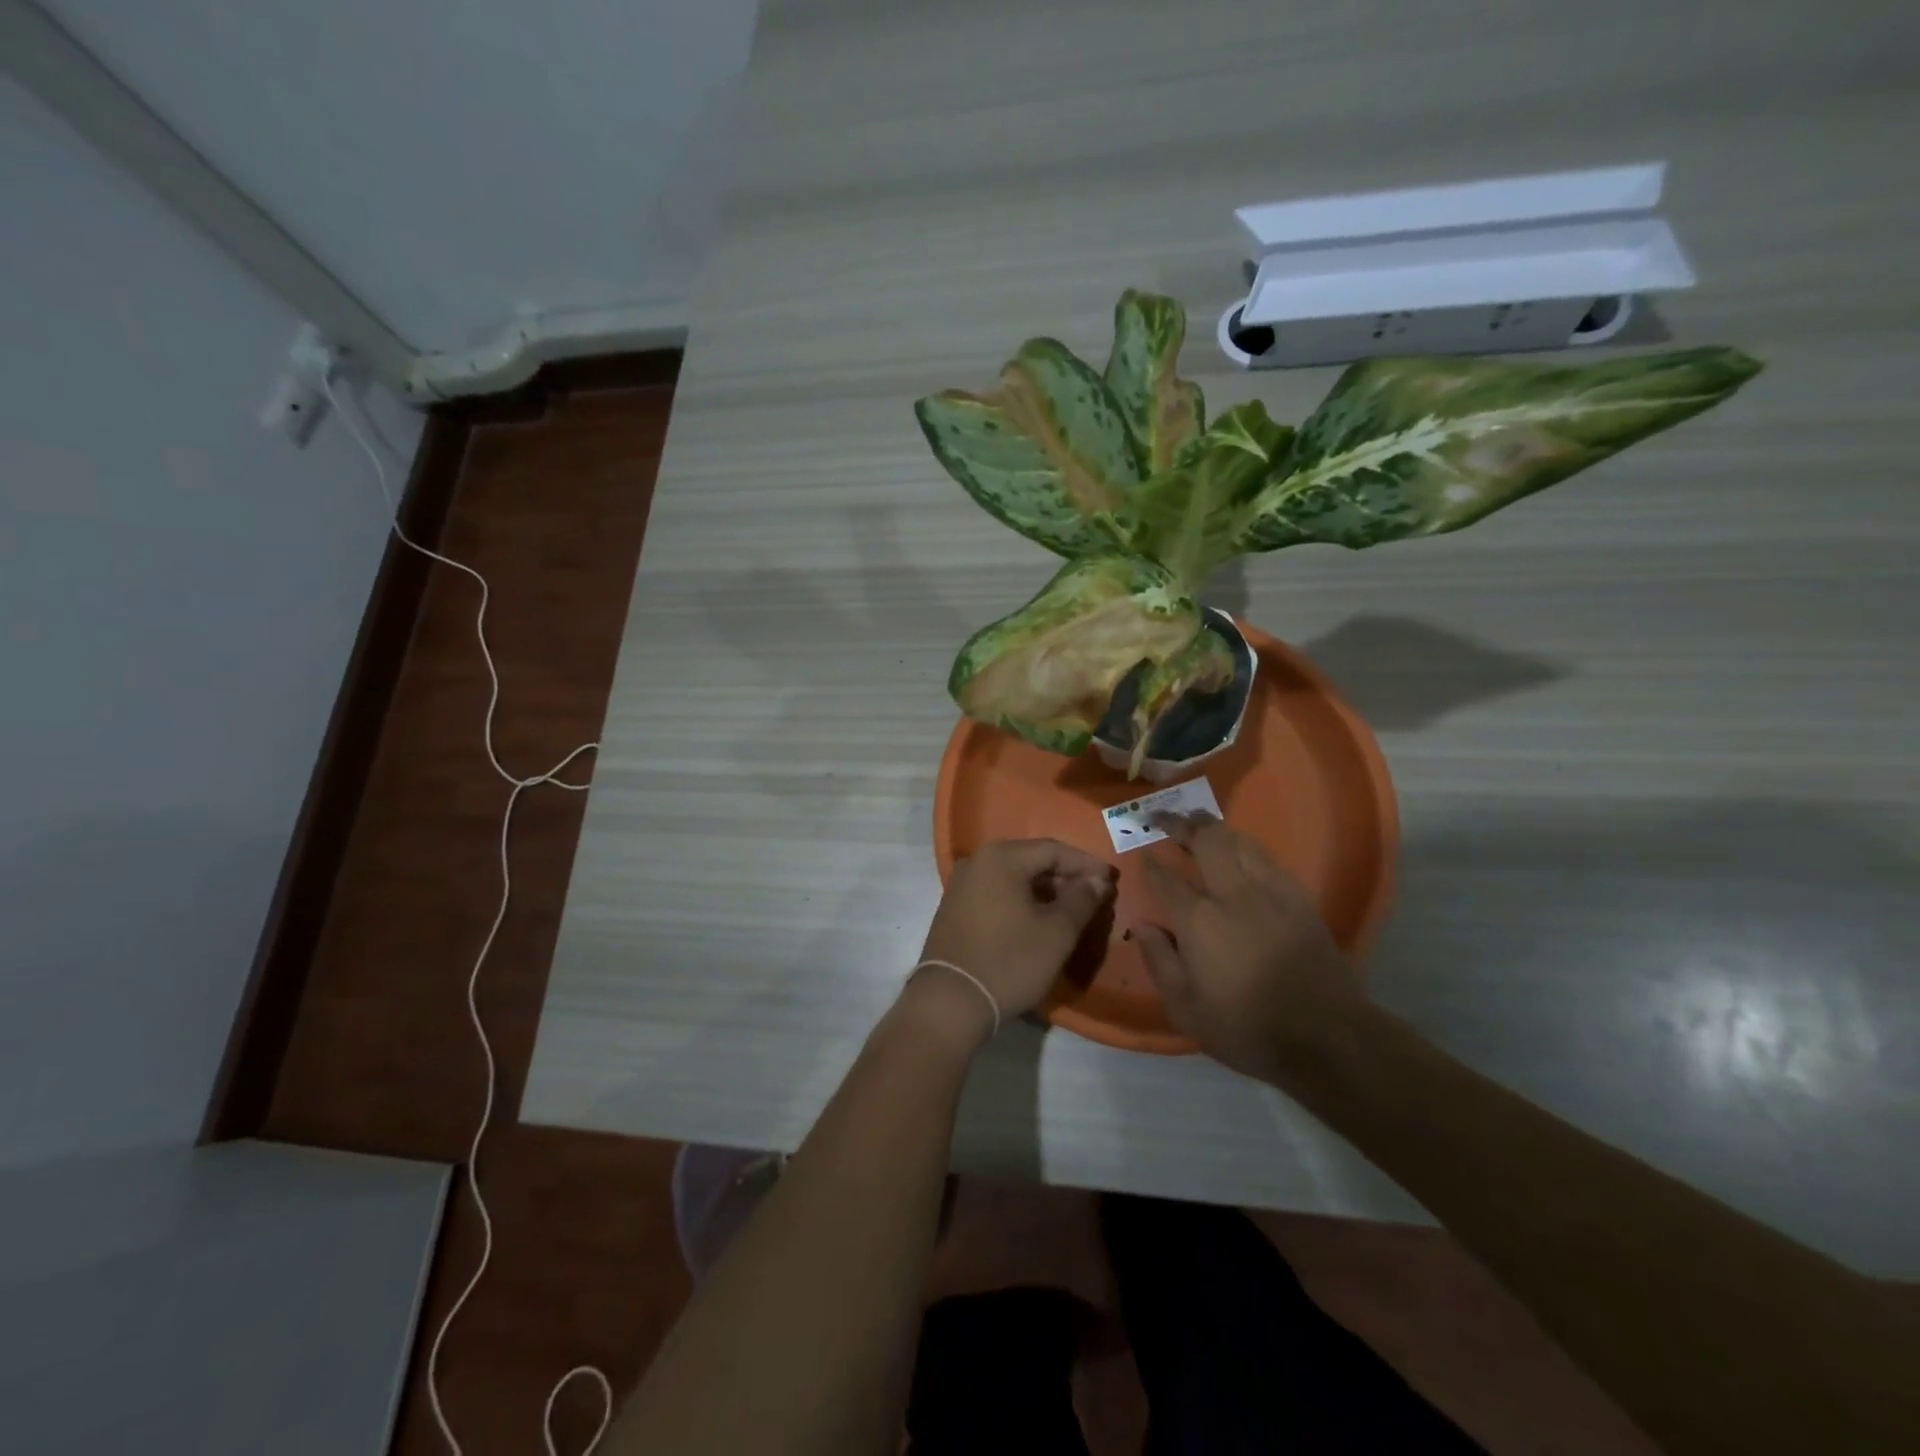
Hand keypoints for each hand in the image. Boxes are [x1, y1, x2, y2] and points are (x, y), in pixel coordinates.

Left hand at [914, 839, 1116, 1040]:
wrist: (950, 1002)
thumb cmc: (1009, 962)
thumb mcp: (1057, 933)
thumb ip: (1081, 900)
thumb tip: (1097, 881)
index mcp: (1001, 858)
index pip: (1053, 850)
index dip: (1086, 864)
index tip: (1111, 880)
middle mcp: (977, 861)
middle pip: (1031, 860)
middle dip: (1065, 877)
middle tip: (1095, 896)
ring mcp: (962, 885)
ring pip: (1014, 877)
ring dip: (1045, 890)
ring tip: (1072, 910)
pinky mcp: (955, 907)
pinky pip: (997, 892)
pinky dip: (1022, 900)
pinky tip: (1039, 920)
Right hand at [1136, 813, 1364, 1085]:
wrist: (1326, 1036)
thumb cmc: (1247, 1027)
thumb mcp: (1187, 1010)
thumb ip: (1160, 962)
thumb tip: (1142, 926)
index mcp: (1200, 922)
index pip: (1168, 879)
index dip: (1152, 863)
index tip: (1144, 852)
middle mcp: (1233, 895)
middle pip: (1206, 842)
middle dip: (1181, 824)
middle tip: (1164, 817)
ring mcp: (1271, 893)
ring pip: (1239, 841)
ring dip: (1214, 827)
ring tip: (1198, 821)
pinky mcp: (1299, 899)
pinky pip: (1267, 858)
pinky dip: (1246, 845)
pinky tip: (1241, 848)